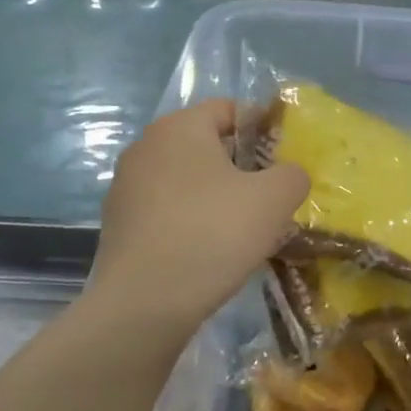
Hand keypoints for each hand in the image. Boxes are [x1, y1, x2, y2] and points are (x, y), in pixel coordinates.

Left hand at [90, 100, 307, 335]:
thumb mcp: (274, 200)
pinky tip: (209, 250)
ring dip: (214, 195)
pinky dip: (190, 220)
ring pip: (184, 180)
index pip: (228, 109)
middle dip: (239, 165)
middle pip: (204, 145)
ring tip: (242, 227)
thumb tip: (288, 175)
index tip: (285, 157)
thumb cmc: (213, 234)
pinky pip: (166, 210)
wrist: (145, 301)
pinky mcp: (118, 224)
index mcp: (180, 127)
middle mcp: (146, 146)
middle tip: (270, 195)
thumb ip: (292, 175)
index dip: (262, 127)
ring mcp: (126, 186)